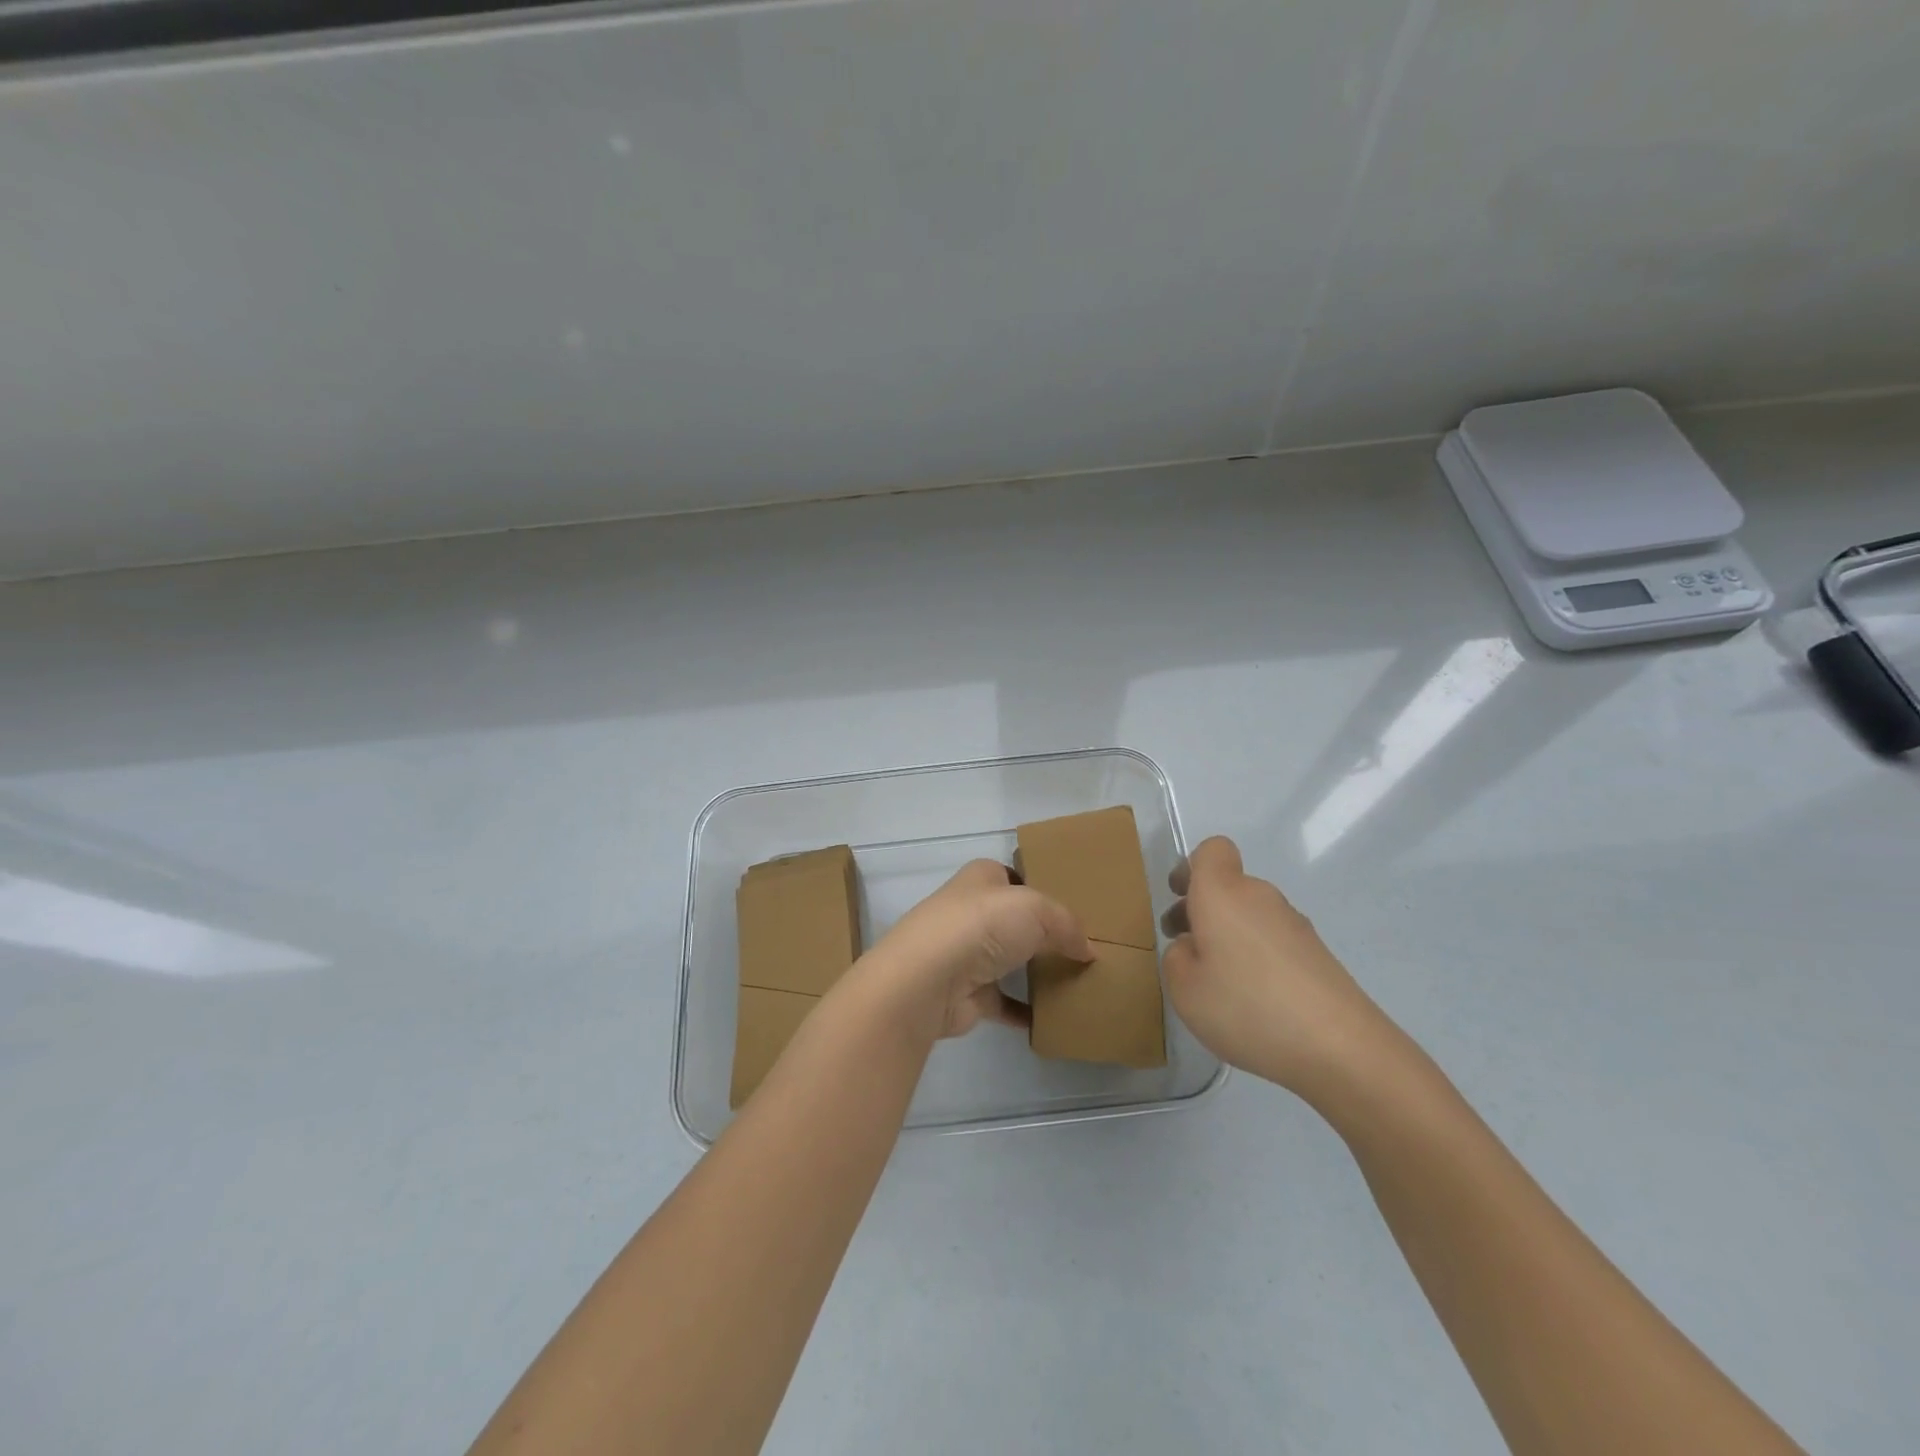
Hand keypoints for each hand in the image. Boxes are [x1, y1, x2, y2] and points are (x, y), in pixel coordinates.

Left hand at [852, 860, 1091, 1041]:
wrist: (928, 980)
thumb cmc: (981, 926)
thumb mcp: (1036, 909)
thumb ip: (1067, 925)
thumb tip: (1088, 950)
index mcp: (981, 878)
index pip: (1013, 876)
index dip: (1041, 887)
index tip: (1075, 906)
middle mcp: (970, 912)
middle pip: (1013, 920)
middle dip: (1042, 932)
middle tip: (1082, 946)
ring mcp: (966, 955)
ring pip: (1009, 960)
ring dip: (1035, 971)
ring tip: (1076, 979)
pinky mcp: (967, 995)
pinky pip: (1005, 1003)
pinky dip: (1026, 1012)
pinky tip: (1054, 1017)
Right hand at [1162, 837, 1393, 1098]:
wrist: (1341, 1048)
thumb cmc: (1247, 1007)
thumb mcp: (1184, 989)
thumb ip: (1176, 958)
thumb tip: (1192, 947)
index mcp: (1223, 893)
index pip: (1212, 850)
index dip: (1191, 868)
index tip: (1178, 899)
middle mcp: (1261, 897)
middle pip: (1229, 886)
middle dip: (1203, 910)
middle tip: (1186, 951)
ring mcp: (1295, 925)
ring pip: (1250, 915)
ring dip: (1230, 936)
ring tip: (1219, 985)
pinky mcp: (1318, 954)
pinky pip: (1274, 941)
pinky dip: (1257, 958)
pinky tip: (1254, 1002)